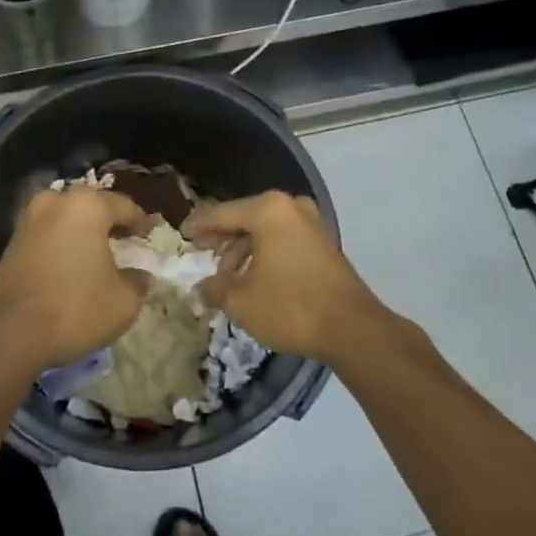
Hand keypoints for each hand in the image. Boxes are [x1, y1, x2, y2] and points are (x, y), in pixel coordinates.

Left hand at [0, 188, 150, 369]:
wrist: (7, 332)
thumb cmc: (74, 308)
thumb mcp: (123, 302)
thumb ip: (139, 282)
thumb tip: (141, 275)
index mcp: (87, 205)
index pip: (124, 206)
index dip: (140, 221)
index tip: (150, 234)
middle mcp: (55, 202)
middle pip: (91, 207)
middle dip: (109, 223)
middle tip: (125, 240)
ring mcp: (28, 220)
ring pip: (66, 220)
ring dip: (83, 234)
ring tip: (98, 255)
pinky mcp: (10, 243)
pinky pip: (47, 236)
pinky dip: (62, 246)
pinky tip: (71, 267)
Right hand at [185, 191, 383, 366]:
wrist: (352, 329)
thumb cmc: (290, 306)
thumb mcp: (241, 301)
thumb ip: (214, 289)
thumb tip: (199, 288)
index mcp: (267, 210)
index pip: (220, 214)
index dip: (198, 226)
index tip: (182, 234)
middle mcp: (290, 206)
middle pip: (244, 218)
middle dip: (222, 239)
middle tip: (203, 255)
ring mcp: (311, 222)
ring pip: (265, 230)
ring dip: (243, 249)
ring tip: (228, 276)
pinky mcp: (323, 242)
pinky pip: (283, 239)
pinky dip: (265, 253)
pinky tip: (255, 278)